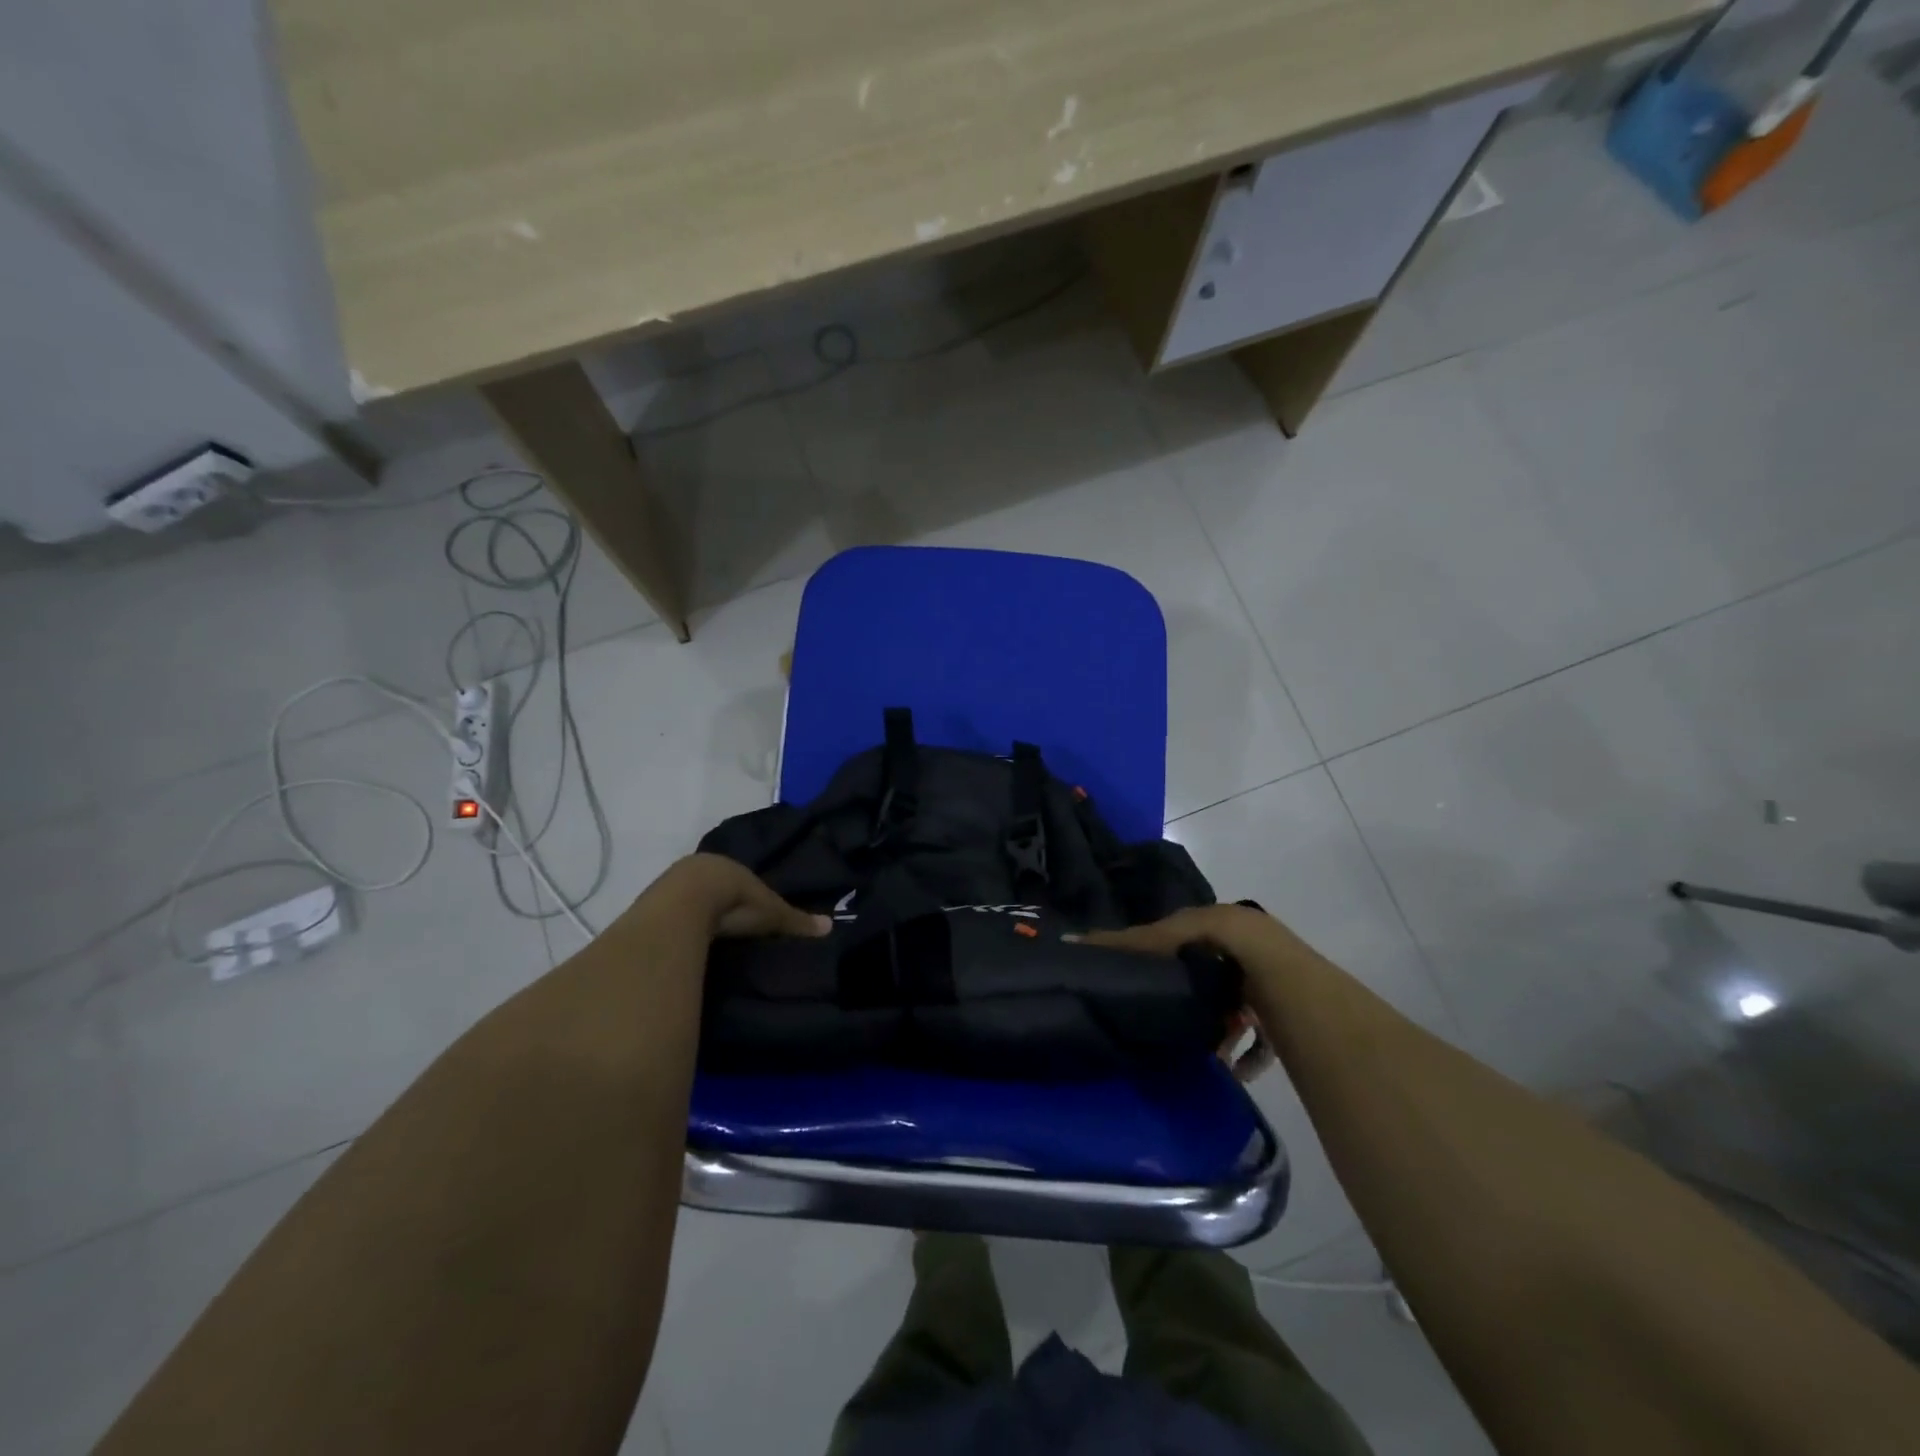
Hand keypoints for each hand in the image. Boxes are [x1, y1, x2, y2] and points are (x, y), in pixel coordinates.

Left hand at [651, 854, 832, 939]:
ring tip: (710, 937)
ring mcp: (671, 886)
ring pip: (690, 900)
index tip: (752, 910)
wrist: (685, 904)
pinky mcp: (651, 906)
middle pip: (714, 887)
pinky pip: (671, 914)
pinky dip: (679, 925)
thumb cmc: (734, 900)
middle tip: (733, 925)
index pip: (740, 878)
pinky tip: (685, 940)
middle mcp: (700, 868)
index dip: (746, 893)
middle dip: (721, 902)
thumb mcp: (771, 913)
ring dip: (697, 914)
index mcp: (729, 866)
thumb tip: (830, 926)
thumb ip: (796, 921)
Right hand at [1086, 904, 1301, 1082]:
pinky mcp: (1280, 1018)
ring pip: (1228, 1010)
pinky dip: (1244, 1055)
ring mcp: (1263, 987)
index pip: (1175, 941)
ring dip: (1213, 1031)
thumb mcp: (1174, 936)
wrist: (1288, 979)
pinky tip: (1230, 1070)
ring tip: (1193, 1053)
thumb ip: (1131, 941)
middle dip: (1184, 999)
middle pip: (1203, 977)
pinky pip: (1258, 1040)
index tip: (1130, 982)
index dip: (1152, 958)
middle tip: (1158, 1020)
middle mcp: (1240, 952)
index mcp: (1214, 927)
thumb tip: (1074, 939)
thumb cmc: (1228, 949)